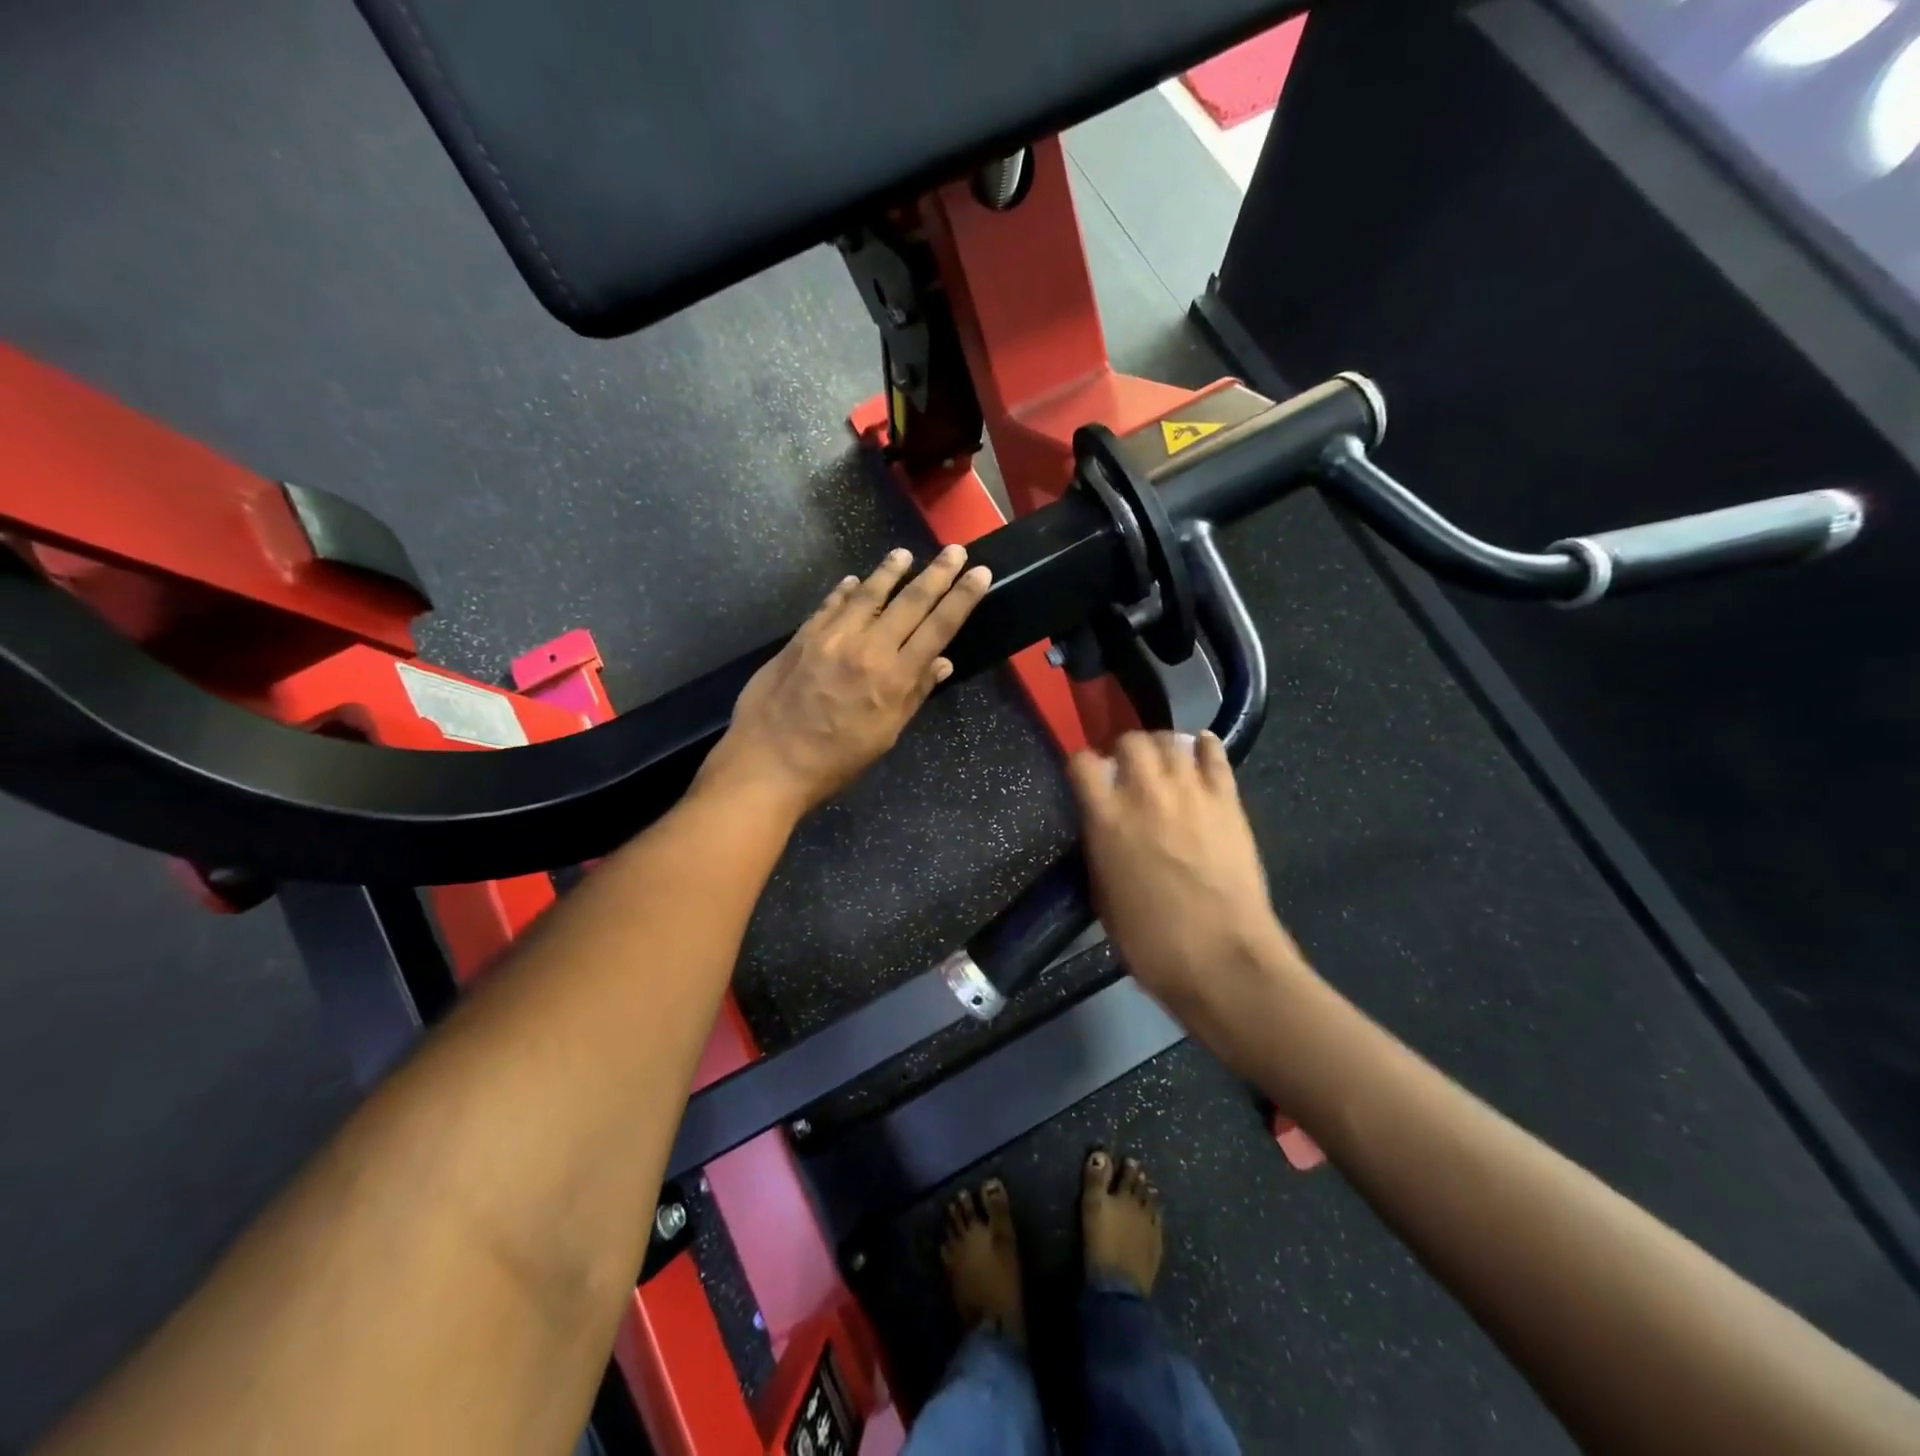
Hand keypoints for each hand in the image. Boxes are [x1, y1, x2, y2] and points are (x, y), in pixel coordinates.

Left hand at [701, 545, 990, 816]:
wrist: (768, 762)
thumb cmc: (835, 761)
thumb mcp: (885, 736)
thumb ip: (913, 695)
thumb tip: (942, 662)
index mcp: (894, 678)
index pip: (938, 628)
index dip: (962, 598)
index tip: (980, 574)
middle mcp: (867, 648)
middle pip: (910, 602)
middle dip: (937, 574)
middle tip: (955, 550)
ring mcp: (831, 638)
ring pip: (868, 594)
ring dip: (890, 571)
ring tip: (905, 554)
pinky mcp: (802, 637)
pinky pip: (830, 605)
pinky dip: (845, 591)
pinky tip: (853, 581)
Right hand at [1068, 731, 1301, 1014]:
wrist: (1222, 958)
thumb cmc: (1151, 941)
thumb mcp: (1104, 896)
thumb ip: (1101, 849)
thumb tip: (1104, 828)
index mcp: (1106, 819)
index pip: (1082, 763)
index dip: (1081, 764)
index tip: (1085, 775)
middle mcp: (1144, 794)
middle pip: (1130, 741)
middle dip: (1124, 750)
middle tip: (1127, 768)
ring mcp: (1190, 792)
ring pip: (1171, 740)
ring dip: (1161, 746)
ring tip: (1162, 760)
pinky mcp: (1227, 800)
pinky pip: (1215, 755)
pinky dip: (1204, 746)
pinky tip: (1200, 749)